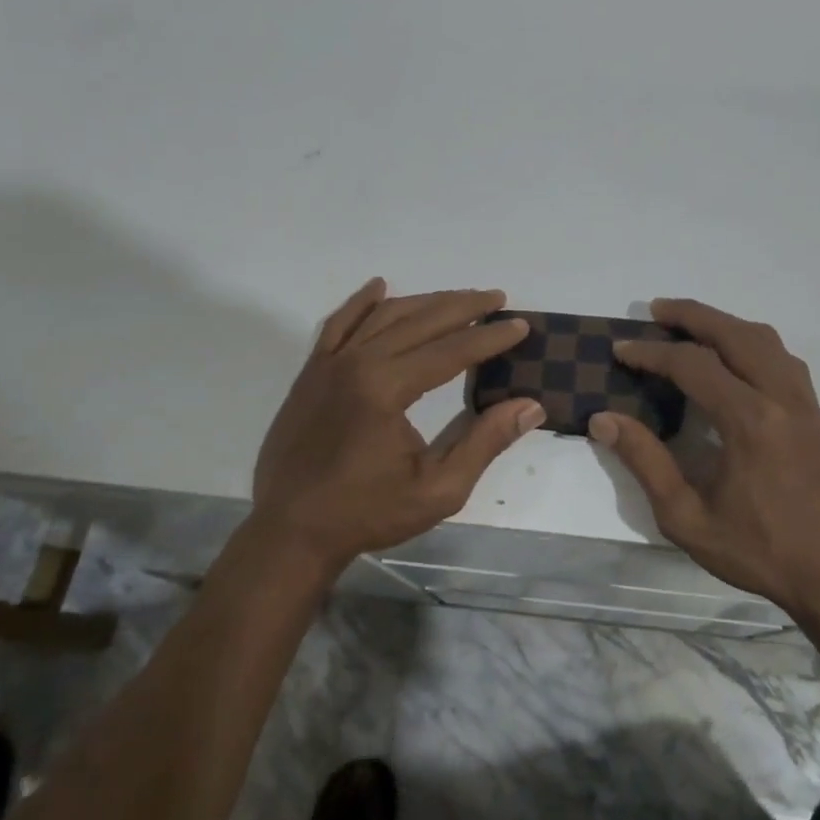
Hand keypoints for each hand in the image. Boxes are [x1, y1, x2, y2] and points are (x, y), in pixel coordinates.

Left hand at [251, 280, 543, 575]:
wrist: (289, 532)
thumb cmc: (367, 513)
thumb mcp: (439, 489)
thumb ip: (485, 442)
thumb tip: (530, 406)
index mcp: (386, 388)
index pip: (451, 350)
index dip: (490, 337)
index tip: (521, 325)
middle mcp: (357, 362)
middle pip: (420, 320)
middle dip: (463, 306)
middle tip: (497, 299)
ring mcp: (329, 363)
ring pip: (383, 315)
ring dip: (424, 301)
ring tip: (458, 298)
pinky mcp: (311, 372)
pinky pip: (338, 324)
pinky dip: (361, 303)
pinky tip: (380, 287)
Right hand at [589, 298, 819, 618]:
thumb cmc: (756, 551)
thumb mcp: (686, 516)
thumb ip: (645, 461)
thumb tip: (604, 420)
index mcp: (749, 422)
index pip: (693, 365)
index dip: (652, 353)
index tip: (622, 350)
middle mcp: (781, 399)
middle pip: (735, 334)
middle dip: (692, 315)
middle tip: (656, 309)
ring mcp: (806, 404)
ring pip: (766, 340)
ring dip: (725, 324)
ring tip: (692, 325)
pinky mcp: (818, 415)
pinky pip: (784, 360)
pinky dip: (753, 344)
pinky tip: (735, 358)